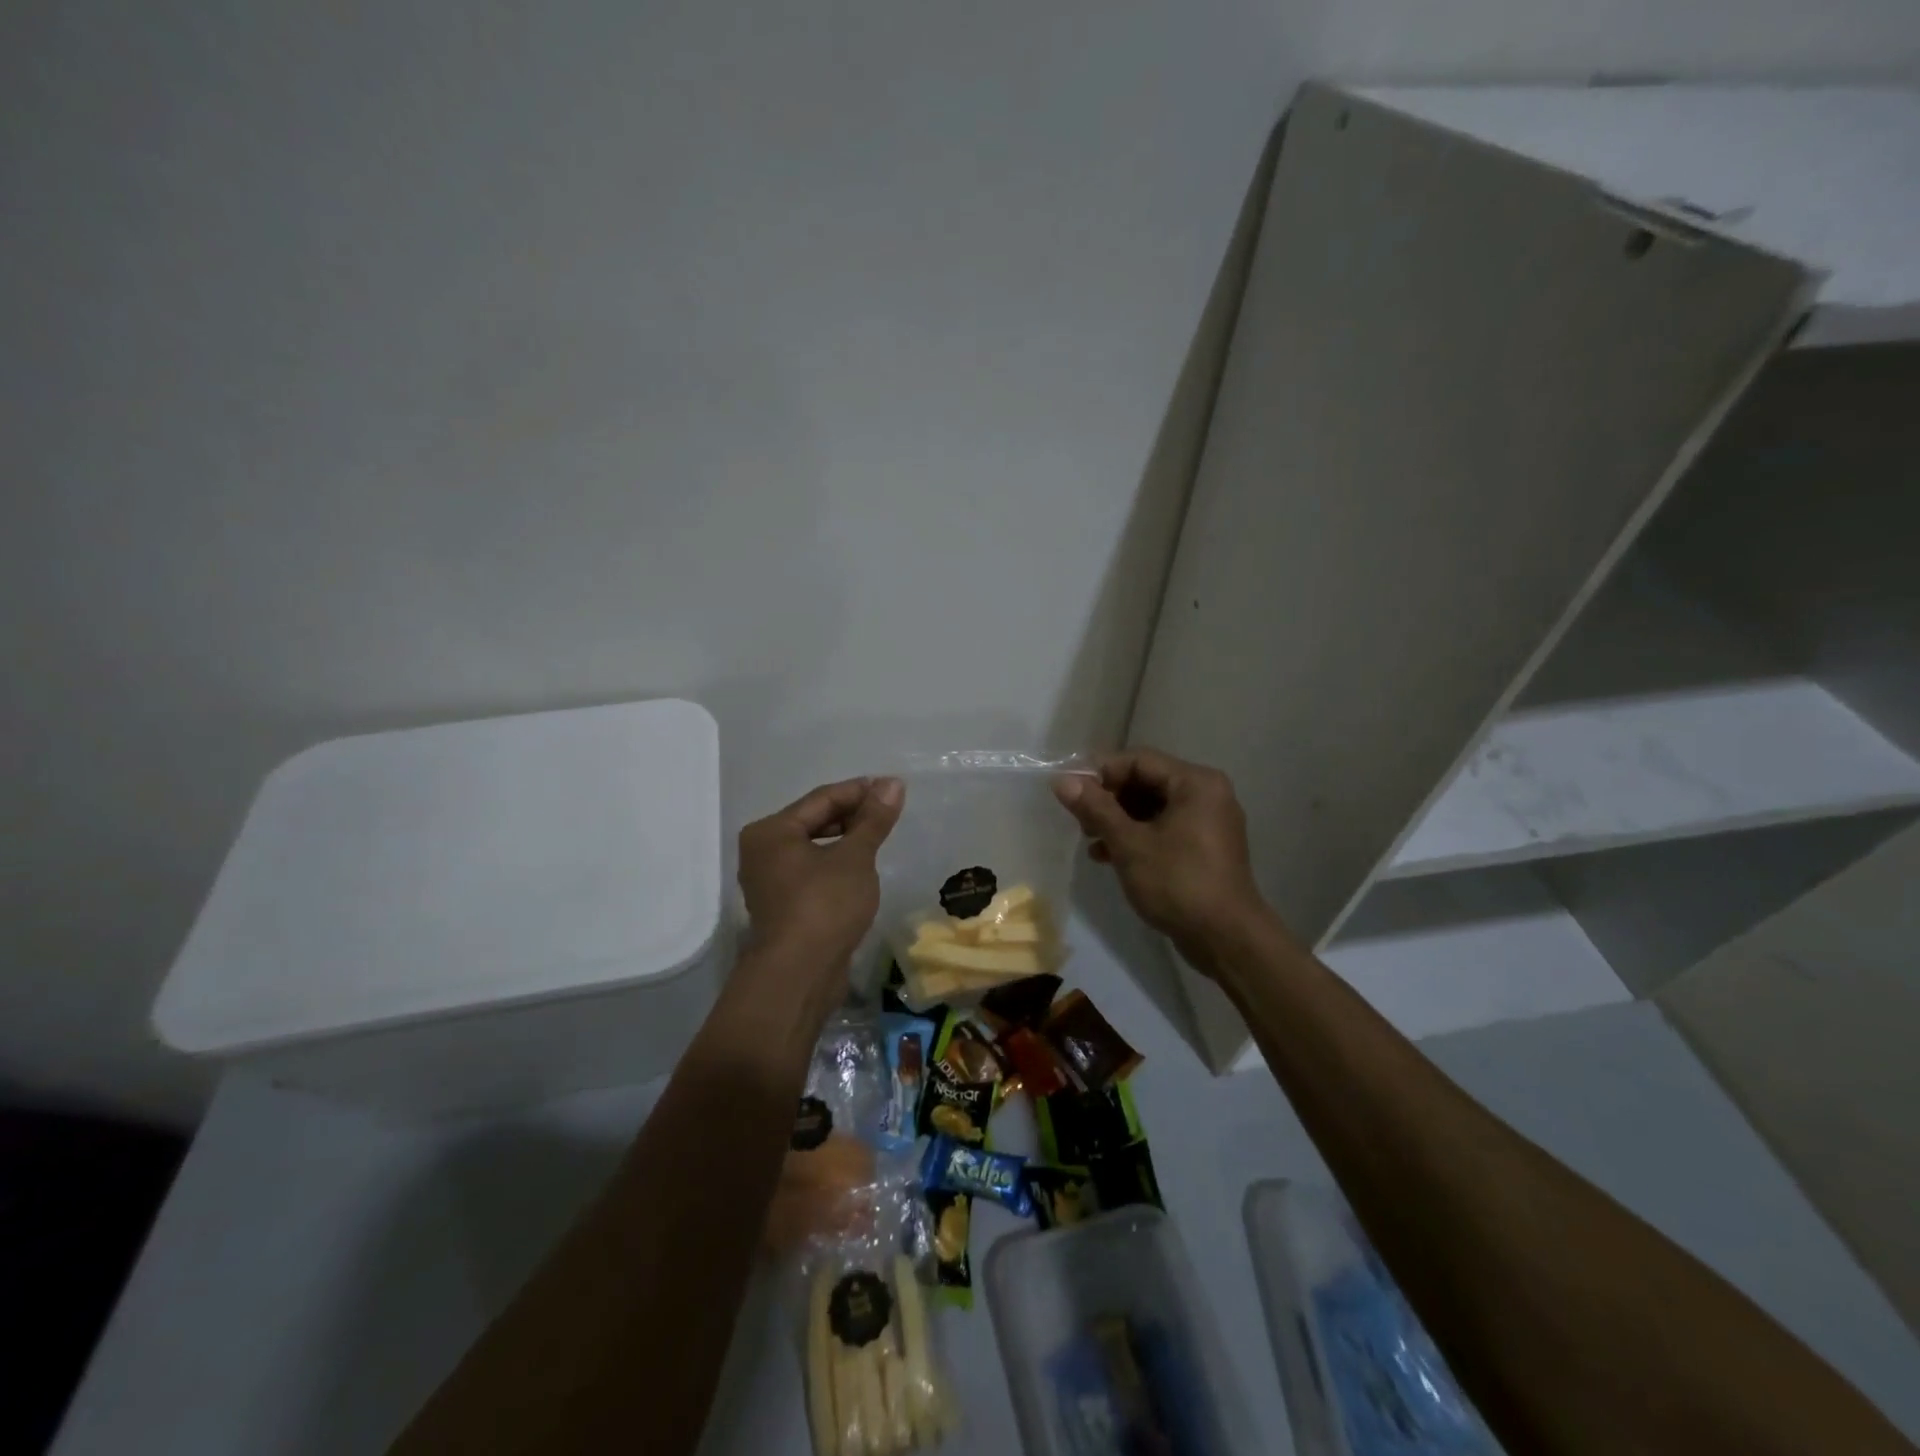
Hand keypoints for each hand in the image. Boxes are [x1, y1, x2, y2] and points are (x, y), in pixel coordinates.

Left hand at [737, 777, 904, 997]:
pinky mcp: (782, 906)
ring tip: (880, 837)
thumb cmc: (824, 906)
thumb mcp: (855, 857)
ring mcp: (769, 881)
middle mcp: (762, 851)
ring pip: (813, 848)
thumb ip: (873, 819)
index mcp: (771, 831)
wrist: (798, 976)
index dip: (860, 791)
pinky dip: (836, 864)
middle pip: (814, 821)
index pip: (822, 798)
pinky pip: (812, 871)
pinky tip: (861, 869)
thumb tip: (893, 783)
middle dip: (853, 815)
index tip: (893, 788)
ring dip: (846, 840)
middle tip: (890, 812)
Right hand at [1053, 749, 1272, 970]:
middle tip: (1080, 822)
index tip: (1071, 794)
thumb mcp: (1129, 844)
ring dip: (1118, 821)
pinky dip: (1137, 837)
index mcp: (1195, 782)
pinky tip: (1108, 857)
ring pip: (1152, 807)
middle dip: (1109, 800)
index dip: (1101, 773)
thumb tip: (1062, 780)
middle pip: (1146, 782)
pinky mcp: (1204, 847)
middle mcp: (1206, 794)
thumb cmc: (1178, 883)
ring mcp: (1208, 822)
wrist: (1226, 939)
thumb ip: (1096, 808)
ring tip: (1090, 842)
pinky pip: (1164, 828)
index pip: (1139, 760)